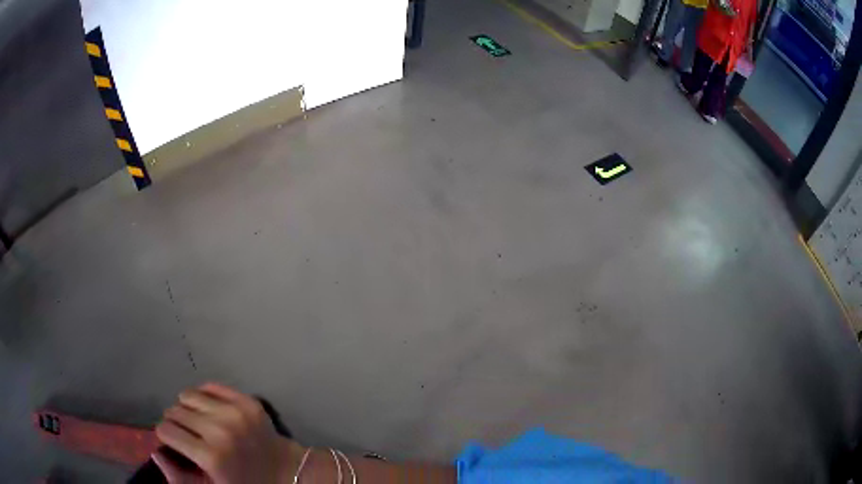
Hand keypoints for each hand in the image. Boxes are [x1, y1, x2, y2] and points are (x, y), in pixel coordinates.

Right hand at [153, 383, 299, 482]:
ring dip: (187, 407)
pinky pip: (210, 386)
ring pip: (188, 395)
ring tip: (197, 420)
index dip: (165, 435)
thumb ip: (180, 477)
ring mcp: (235, 413)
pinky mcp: (247, 401)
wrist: (286, 471)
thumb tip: (155, 452)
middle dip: (175, 421)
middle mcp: (220, 430)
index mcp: (210, 457)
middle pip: (175, 411)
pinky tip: (209, 409)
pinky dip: (204, 396)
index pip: (165, 430)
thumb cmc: (245, 483)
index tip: (173, 441)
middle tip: (186, 432)